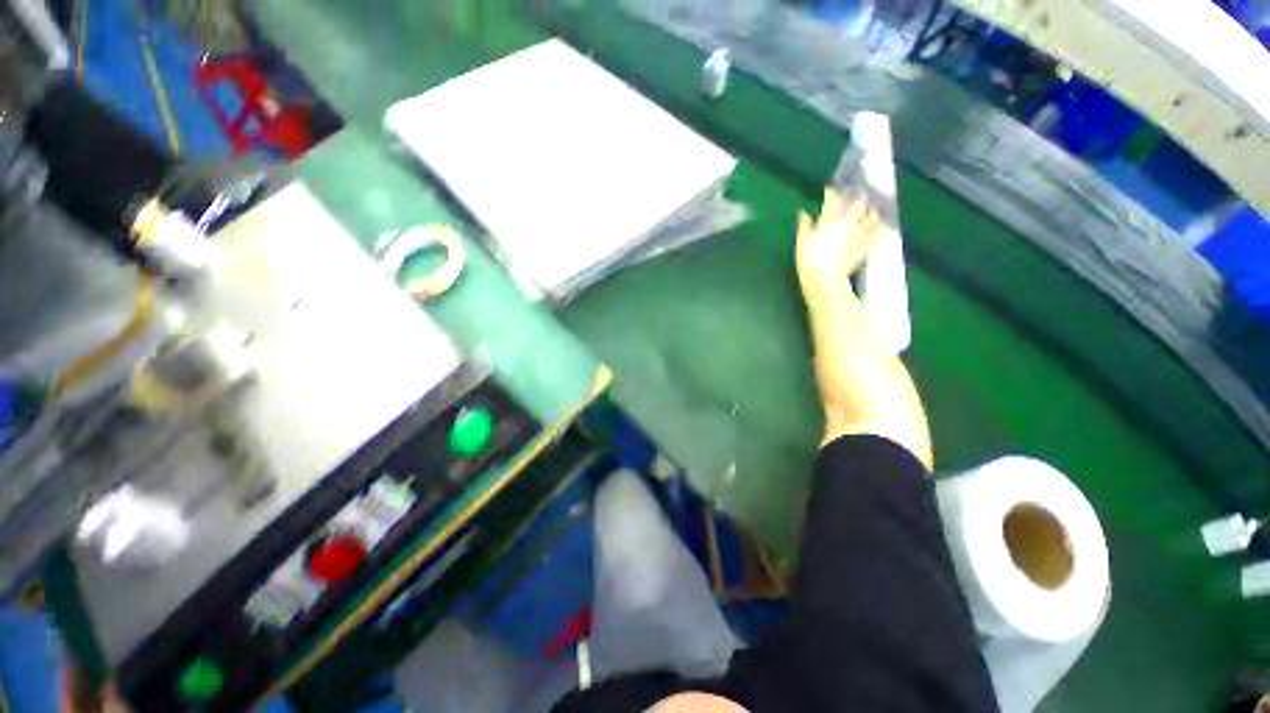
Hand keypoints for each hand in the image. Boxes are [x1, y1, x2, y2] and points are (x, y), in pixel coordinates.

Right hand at [795, 188, 880, 304]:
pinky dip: (877, 227)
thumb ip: (804, 224)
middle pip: (859, 203)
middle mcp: (848, 222)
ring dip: (872, 209)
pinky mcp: (865, 246)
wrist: (824, 279)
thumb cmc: (809, 259)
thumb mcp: (802, 241)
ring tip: (872, 207)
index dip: (833, 190)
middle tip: (859, 192)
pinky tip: (878, 226)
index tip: (831, 186)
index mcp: (830, 219)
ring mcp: (859, 234)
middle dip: (859, 195)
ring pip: (872, 215)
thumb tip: (803, 212)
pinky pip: (876, 233)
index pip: (833, 198)